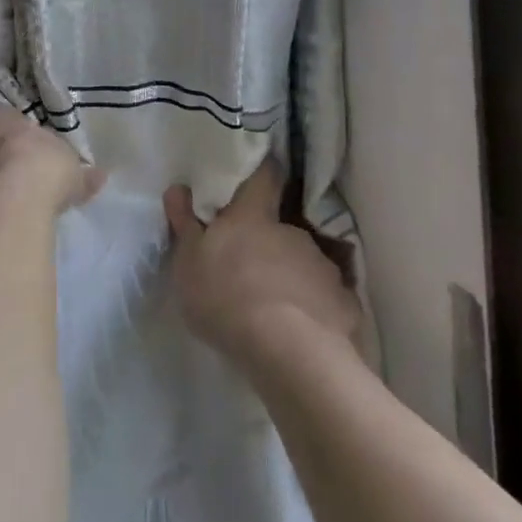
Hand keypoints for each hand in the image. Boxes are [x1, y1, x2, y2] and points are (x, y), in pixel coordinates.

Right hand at [164, 158, 360, 368]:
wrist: (288, 349)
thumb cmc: (225, 297)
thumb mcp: (189, 263)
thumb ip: (185, 225)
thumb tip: (178, 188)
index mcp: (253, 218)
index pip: (263, 177)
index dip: (263, 172)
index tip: (260, 173)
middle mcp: (292, 232)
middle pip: (281, 228)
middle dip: (269, 243)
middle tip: (251, 269)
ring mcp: (321, 265)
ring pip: (303, 263)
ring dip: (290, 277)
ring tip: (275, 309)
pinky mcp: (343, 300)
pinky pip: (324, 297)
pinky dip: (313, 307)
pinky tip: (301, 331)